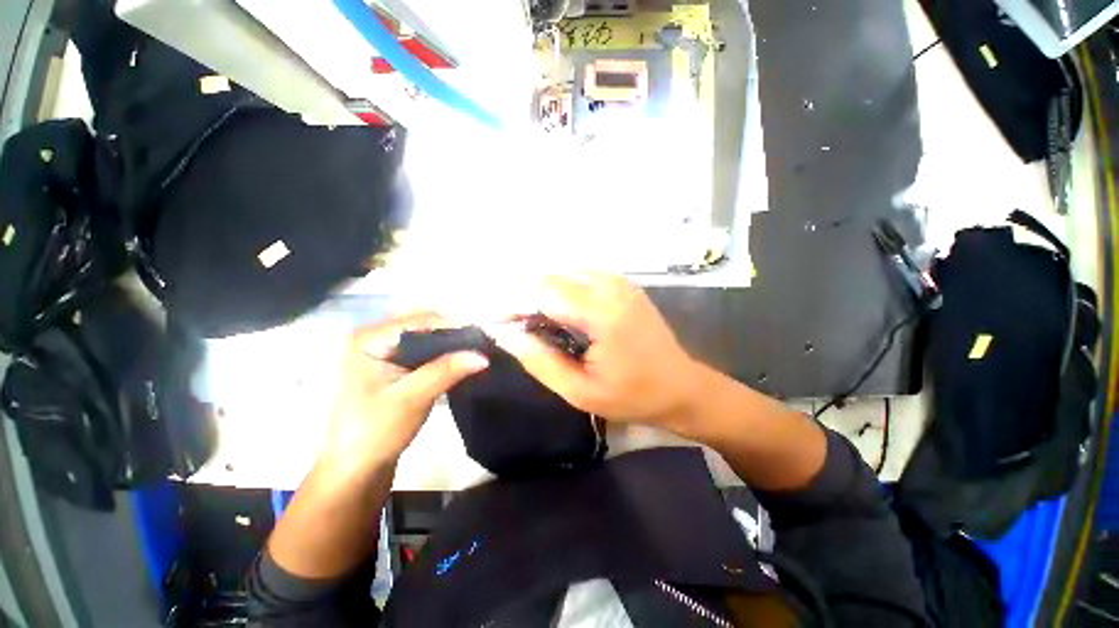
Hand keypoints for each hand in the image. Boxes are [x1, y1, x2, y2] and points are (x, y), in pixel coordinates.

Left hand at [322, 312, 488, 475]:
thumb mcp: (412, 397)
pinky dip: (444, 356)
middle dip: (454, 335)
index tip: (483, 338)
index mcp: (370, 339)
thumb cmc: (375, 432)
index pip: (420, 321)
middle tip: (482, 346)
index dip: (453, 327)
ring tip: (477, 353)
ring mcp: (384, 354)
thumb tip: (483, 355)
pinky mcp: (394, 369)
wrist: (356, 471)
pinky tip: (462, 363)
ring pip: (427, 340)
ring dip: (451, 346)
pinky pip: (424, 354)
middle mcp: (376, 339)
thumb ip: (447, 371)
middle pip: (424, 327)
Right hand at [491, 272, 701, 429]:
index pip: (543, 292)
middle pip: (551, 278)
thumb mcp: (580, 391)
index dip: (516, 306)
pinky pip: (580, 278)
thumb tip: (504, 334)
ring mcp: (620, 281)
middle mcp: (611, 286)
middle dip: (528, 300)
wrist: (681, 386)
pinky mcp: (623, 283)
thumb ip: (539, 360)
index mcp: (603, 313)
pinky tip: (565, 317)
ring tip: (542, 327)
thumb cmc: (633, 396)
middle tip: (522, 330)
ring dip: (545, 296)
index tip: (503, 327)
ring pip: (564, 275)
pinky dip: (564, 293)